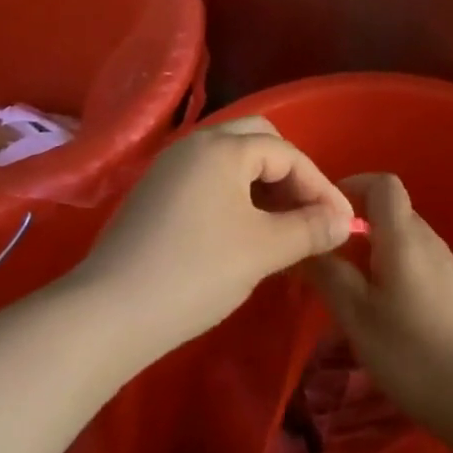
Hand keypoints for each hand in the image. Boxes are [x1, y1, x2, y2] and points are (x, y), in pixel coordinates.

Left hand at [76, 117, 355, 354]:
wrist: (109, 312)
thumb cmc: (195, 272)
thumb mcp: (262, 250)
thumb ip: (309, 229)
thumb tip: (344, 221)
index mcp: (223, 147)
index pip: (287, 153)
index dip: (320, 186)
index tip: (342, 223)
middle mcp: (195, 144)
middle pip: (258, 140)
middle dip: (291, 174)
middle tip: (309, 212)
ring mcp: (170, 167)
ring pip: (232, 159)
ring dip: (264, 184)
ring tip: (283, 225)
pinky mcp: (155, 193)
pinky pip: (209, 178)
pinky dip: (236, 194)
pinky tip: (243, 231)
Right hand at [307, 173, 452, 432]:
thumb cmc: (414, 353)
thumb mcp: (358, 316)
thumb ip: (330, 274)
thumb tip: (305, 243)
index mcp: (403, 235)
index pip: (382, 183)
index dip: (352, 186)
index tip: (324, 213)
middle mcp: (427, 238)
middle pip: (389, 210)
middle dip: (355, 225)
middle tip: (324, 257)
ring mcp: (444, 263)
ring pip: (400, 238)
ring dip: (371, 251)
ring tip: (346, 287)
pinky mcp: (452, 289)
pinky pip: (414, 260)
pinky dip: (390, 269)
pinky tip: (379, 309)